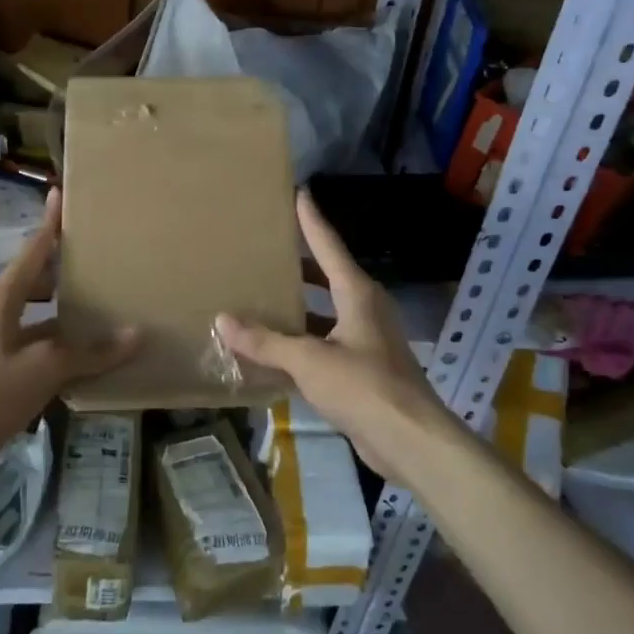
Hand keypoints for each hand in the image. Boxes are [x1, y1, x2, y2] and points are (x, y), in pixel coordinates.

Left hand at [0, 189, 136, 465]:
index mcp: (3, 298)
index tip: (61, 193)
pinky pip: (40, 342)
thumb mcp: (44, 367)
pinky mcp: (2, 368)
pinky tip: (91, 352)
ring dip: (68, 309)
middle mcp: (0, 311)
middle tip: (105, 256)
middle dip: (67, 267)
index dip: (50, 223)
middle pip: (38, 279)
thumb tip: (138, 334)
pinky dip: (64, 342)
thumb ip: (91, 352)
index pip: (33, 249)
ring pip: (41, 313)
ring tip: (107, 302)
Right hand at [216, 190, 454, 481]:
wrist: (410, 440)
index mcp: (357, 293)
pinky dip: (301, 339)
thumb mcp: (309, 361)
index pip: (328, 245)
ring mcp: (366, 339)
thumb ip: (266, 341)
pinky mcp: (362, 367)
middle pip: (327, 275)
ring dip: (297, 305)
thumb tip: (223, 320)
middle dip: (299, 263)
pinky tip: (274, 346)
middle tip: (265, 248)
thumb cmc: (364, 387)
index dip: (311, 220)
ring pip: (325, 311)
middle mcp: (364, 308)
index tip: (299, 193)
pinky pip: (325, 341)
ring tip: (261, 294)